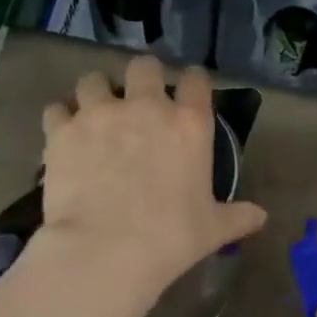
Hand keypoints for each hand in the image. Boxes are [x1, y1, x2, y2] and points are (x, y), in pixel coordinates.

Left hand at [38, 57, 266, 295]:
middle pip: (143, 66)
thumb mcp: (212, 229)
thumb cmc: (171, 238)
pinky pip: (56, 109)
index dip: (192, 82)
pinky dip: (60, 119)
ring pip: (92, 80)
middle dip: (141, 77)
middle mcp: (145, 107)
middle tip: (136, 99)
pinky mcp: (62, 131)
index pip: (196, 81)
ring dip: (95, 92)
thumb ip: (237, 217)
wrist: (107, 250)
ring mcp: (99, 114)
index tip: (188, 91)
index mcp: (188, 124)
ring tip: (94, 114)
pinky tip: (63, 136)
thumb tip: (261, 217)